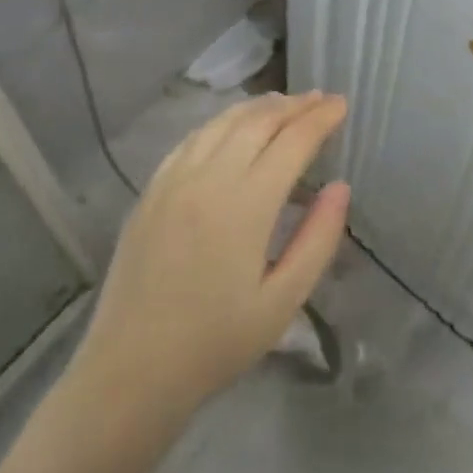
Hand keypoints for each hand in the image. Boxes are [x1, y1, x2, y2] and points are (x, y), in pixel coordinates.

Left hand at [72, 92, 351, 423]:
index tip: (342, 104)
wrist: (130, 373)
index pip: (292, 142)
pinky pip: (191, 140)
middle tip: (321, 99)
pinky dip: (221, 123)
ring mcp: (172, 182)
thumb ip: (317, 239)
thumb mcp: (283, 301)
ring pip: (221, 123)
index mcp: (245, 205)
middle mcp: (207, 179)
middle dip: (294, 105)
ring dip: (258, 108)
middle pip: (257, 122)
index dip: (321, 119)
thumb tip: (340, 188)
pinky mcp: (150, 193)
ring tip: (284, 104)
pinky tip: (232, 128)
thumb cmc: (216, 343)